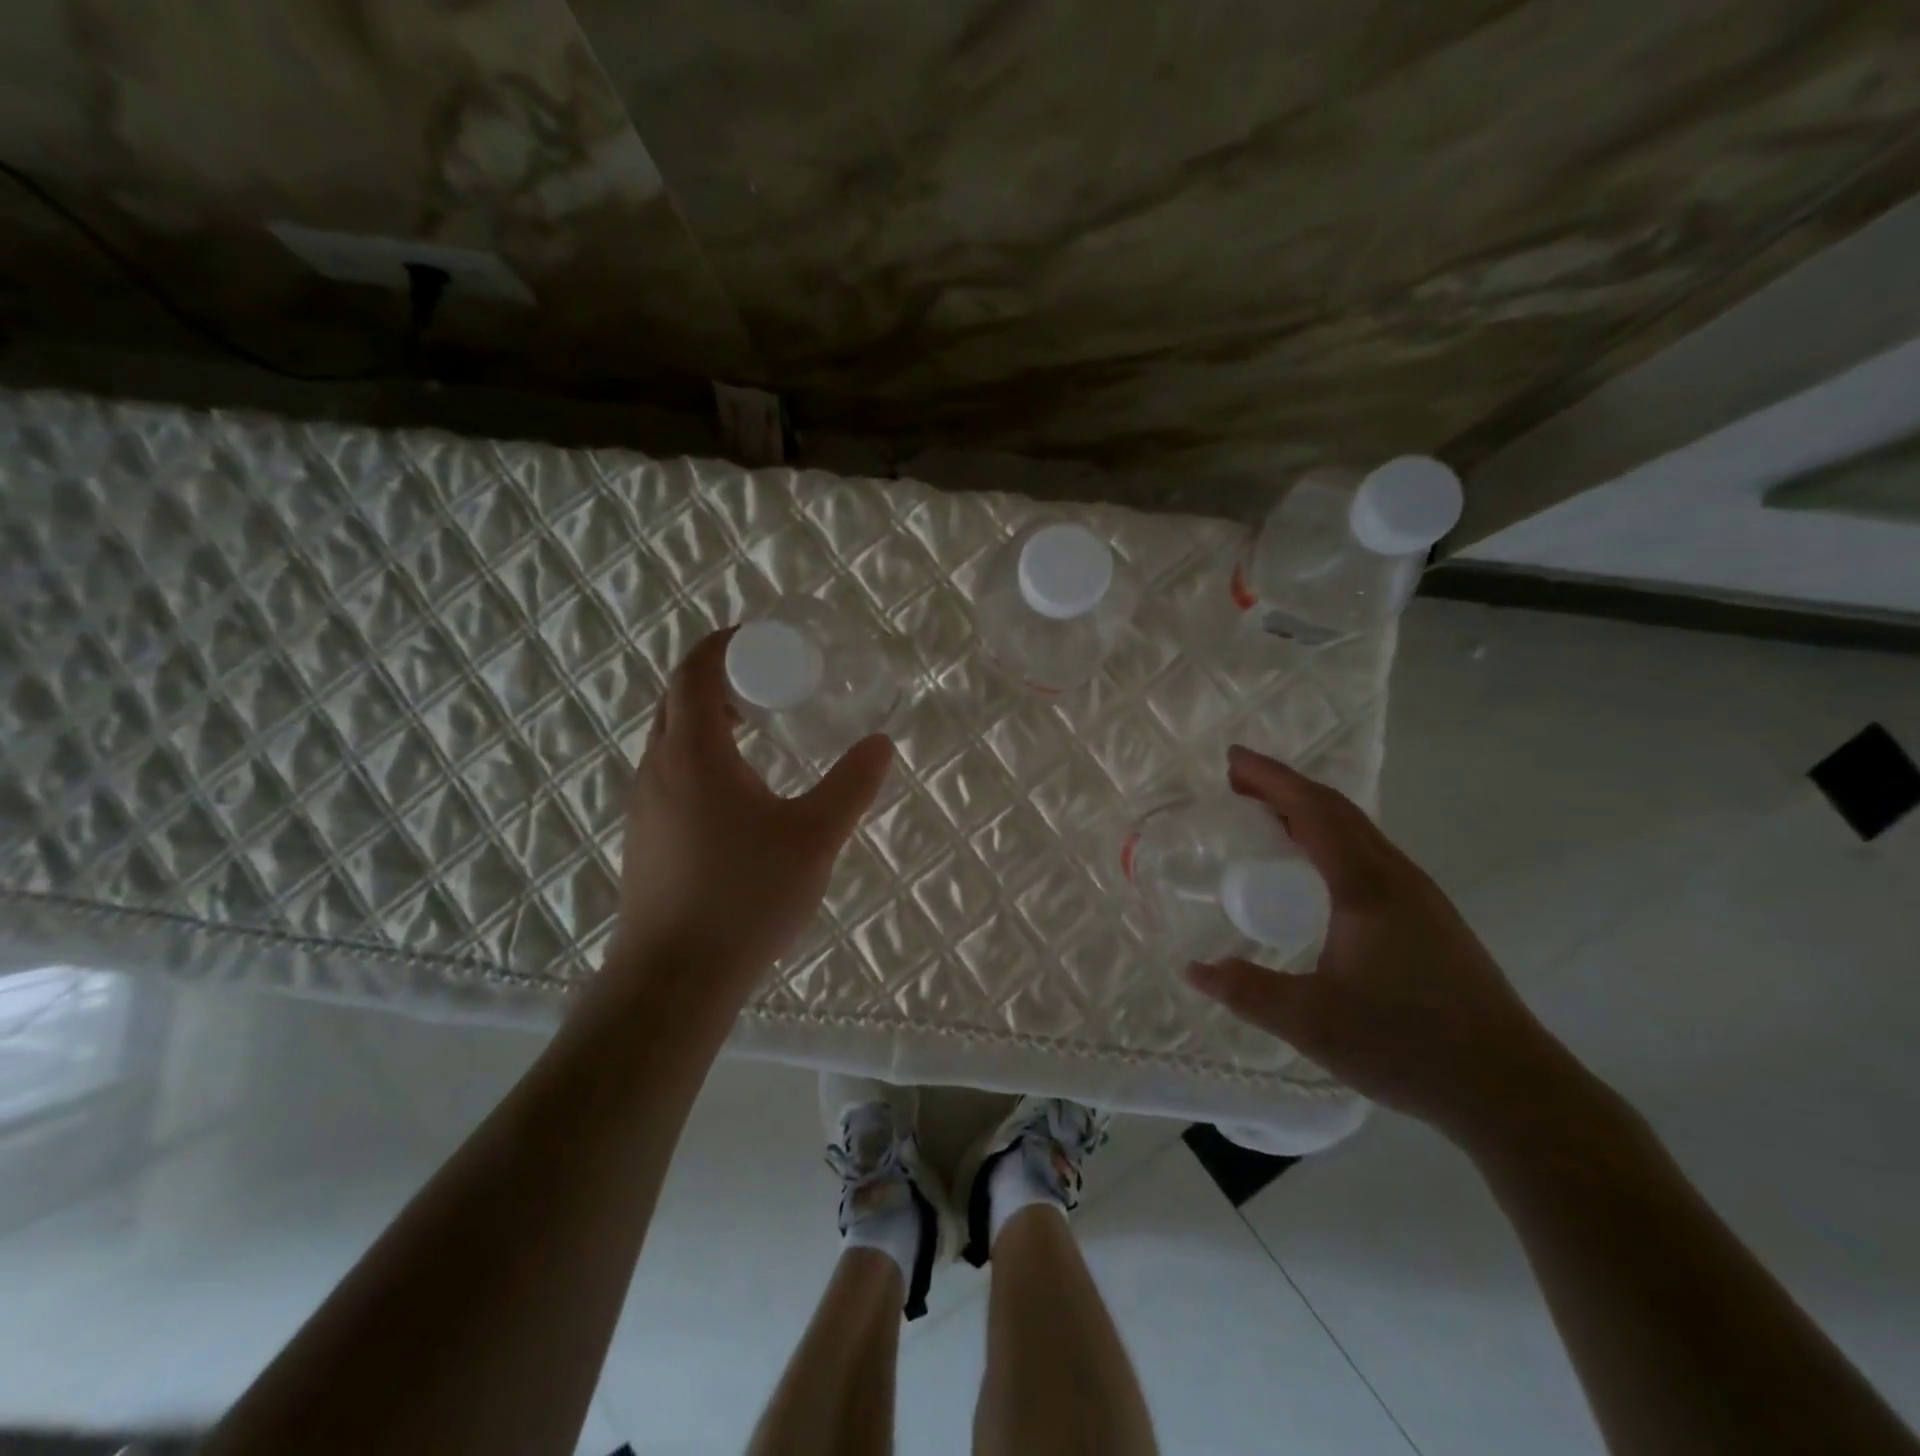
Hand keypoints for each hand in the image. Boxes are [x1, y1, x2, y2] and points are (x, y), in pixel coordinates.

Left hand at [608, 628, 893, 1003]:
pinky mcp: (645, 836)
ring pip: (671, 737)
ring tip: (760, 731)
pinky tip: (740, 793)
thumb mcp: (815, 837)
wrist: (673, 978)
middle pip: (678, 698)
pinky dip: (702, 756)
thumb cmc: (746, 896)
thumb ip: (852, 785)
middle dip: (720, 678)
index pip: (696, 670)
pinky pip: (671, 772)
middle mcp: (658, 767)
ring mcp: (645, 804)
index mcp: (694, 752)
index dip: (726, 644)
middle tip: (769, 684)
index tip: (764, 642)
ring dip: (709, 719)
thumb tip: (881, 742)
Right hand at [1185, 746, 1583, 1141]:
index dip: (1270, 779)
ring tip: (1268, 816)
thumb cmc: (1409, 1046)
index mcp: (1366, 886)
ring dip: (1310, 811)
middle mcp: (1396, 877)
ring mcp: (1420, 897)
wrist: (1513, 1091)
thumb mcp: (1312, 1023)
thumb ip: (1248, 992)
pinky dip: (1331, 838)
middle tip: (1238, 781)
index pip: (1313, 811)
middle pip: (1337, 810)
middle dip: (1285, 787)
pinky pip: (1369, 855)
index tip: (1231, 760)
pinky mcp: (1430, 919)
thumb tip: (1194, 970)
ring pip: (1358, 831)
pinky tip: (1315, 870)